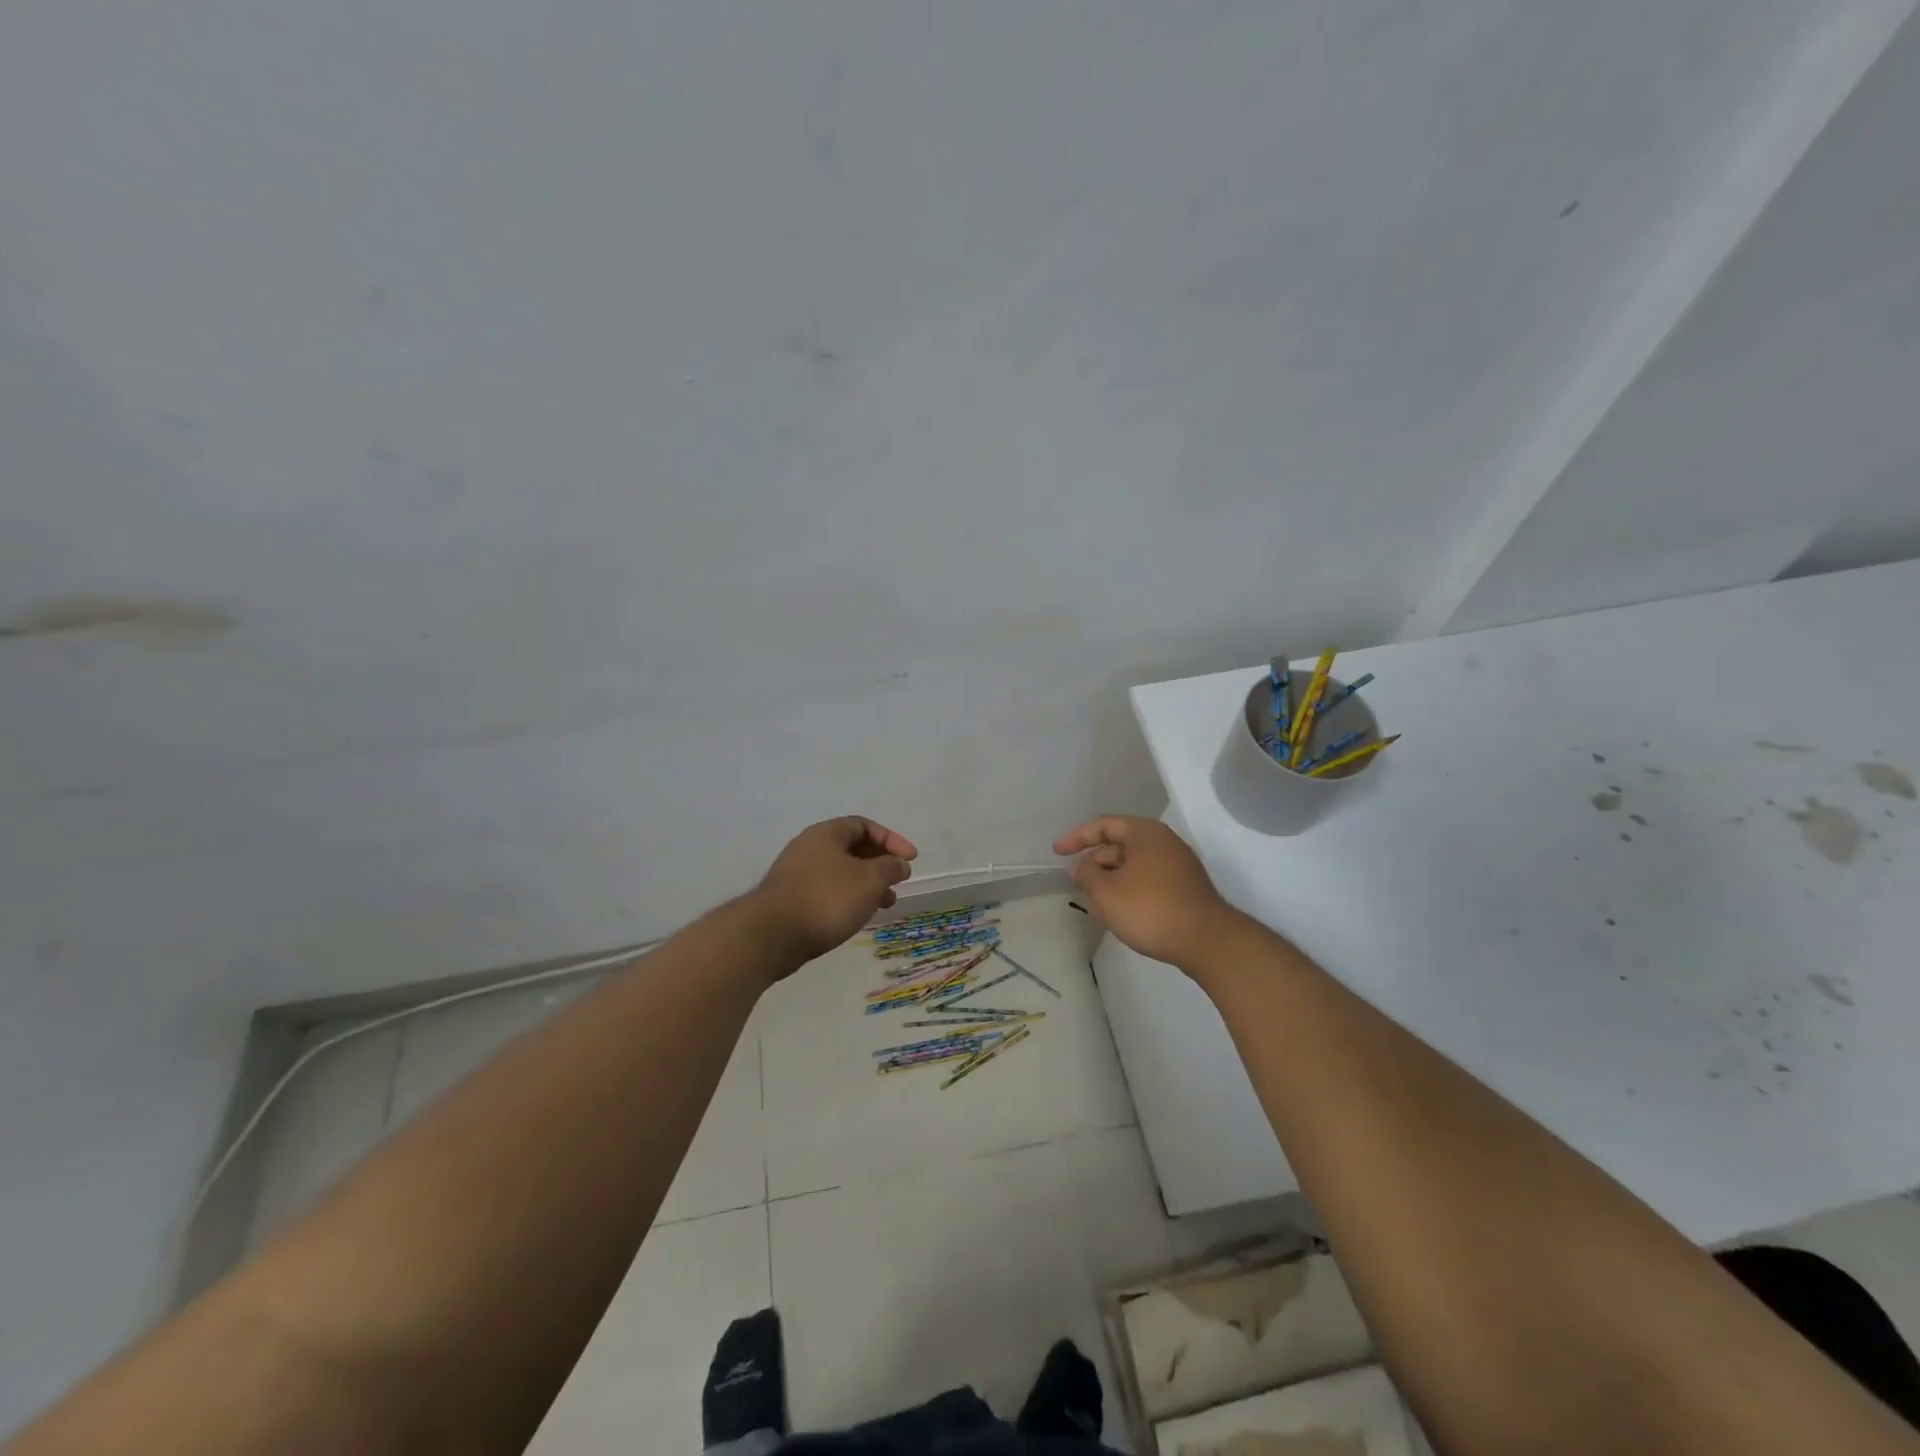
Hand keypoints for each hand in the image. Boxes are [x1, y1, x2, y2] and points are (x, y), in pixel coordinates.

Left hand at [753, 816, 917, 963]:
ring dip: (867, 884)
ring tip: (885, 903)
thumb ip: (890, 867)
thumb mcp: (869, 880)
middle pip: (853, 848)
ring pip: (841, 871)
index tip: (911, 859)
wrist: (772, 935)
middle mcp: (810, 846)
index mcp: (827, 833)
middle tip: (898, 882)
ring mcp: (797, 873)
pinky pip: (828, 889)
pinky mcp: (791, 898)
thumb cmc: (826, 899)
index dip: (892, 840)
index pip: (865, 826)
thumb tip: (899, 863)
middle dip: (880, 864)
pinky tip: (858, 915)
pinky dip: (848, 897)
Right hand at [1052, 815, 1235, 968]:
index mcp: (1145, 833)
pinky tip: (1120, 915)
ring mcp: (1178, 865)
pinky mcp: (1185, 888)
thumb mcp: (1106, 892)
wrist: (1207, 942)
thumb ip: (1087, 874)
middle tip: (1078, 886)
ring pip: (1133, 866)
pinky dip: (1129, 892)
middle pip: (1118, 845)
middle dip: (1094, 865)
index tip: (1057, 853)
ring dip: (1111, 882)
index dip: (1076, 837)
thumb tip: (1085, 869)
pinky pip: (1147, 881)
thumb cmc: (1151, 909)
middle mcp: (1163, 842)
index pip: (1103, 825)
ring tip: (1096, 906)